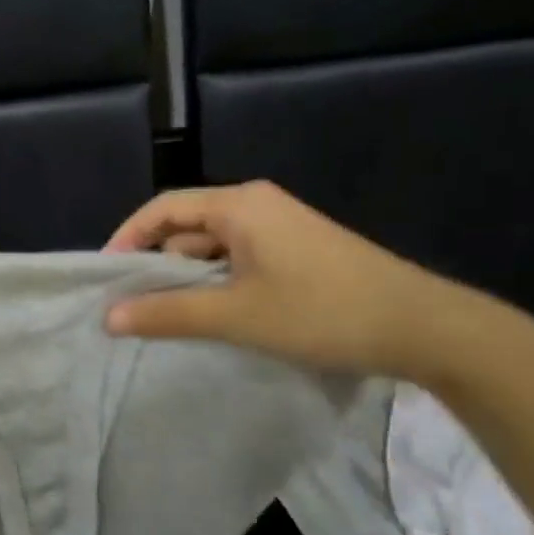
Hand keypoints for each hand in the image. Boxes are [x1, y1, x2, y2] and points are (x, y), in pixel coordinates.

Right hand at [101, 181, 496, 381]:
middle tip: (131, 303)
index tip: (106, 276)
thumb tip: (107, 318)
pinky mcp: (298, 252)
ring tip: (166, 315)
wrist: (427, 329)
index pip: (162, 209)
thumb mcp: (236, 316)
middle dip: (156, 263)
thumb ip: (167, 314)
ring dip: (188, 278)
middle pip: (185, 226)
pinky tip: (213, 316)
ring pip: (213, 247)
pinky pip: (238, 259)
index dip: (127, 238)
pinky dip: (217, 283)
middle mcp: (257, 206)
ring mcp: (281, 229)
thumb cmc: (323, 312)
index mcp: (240, 205)